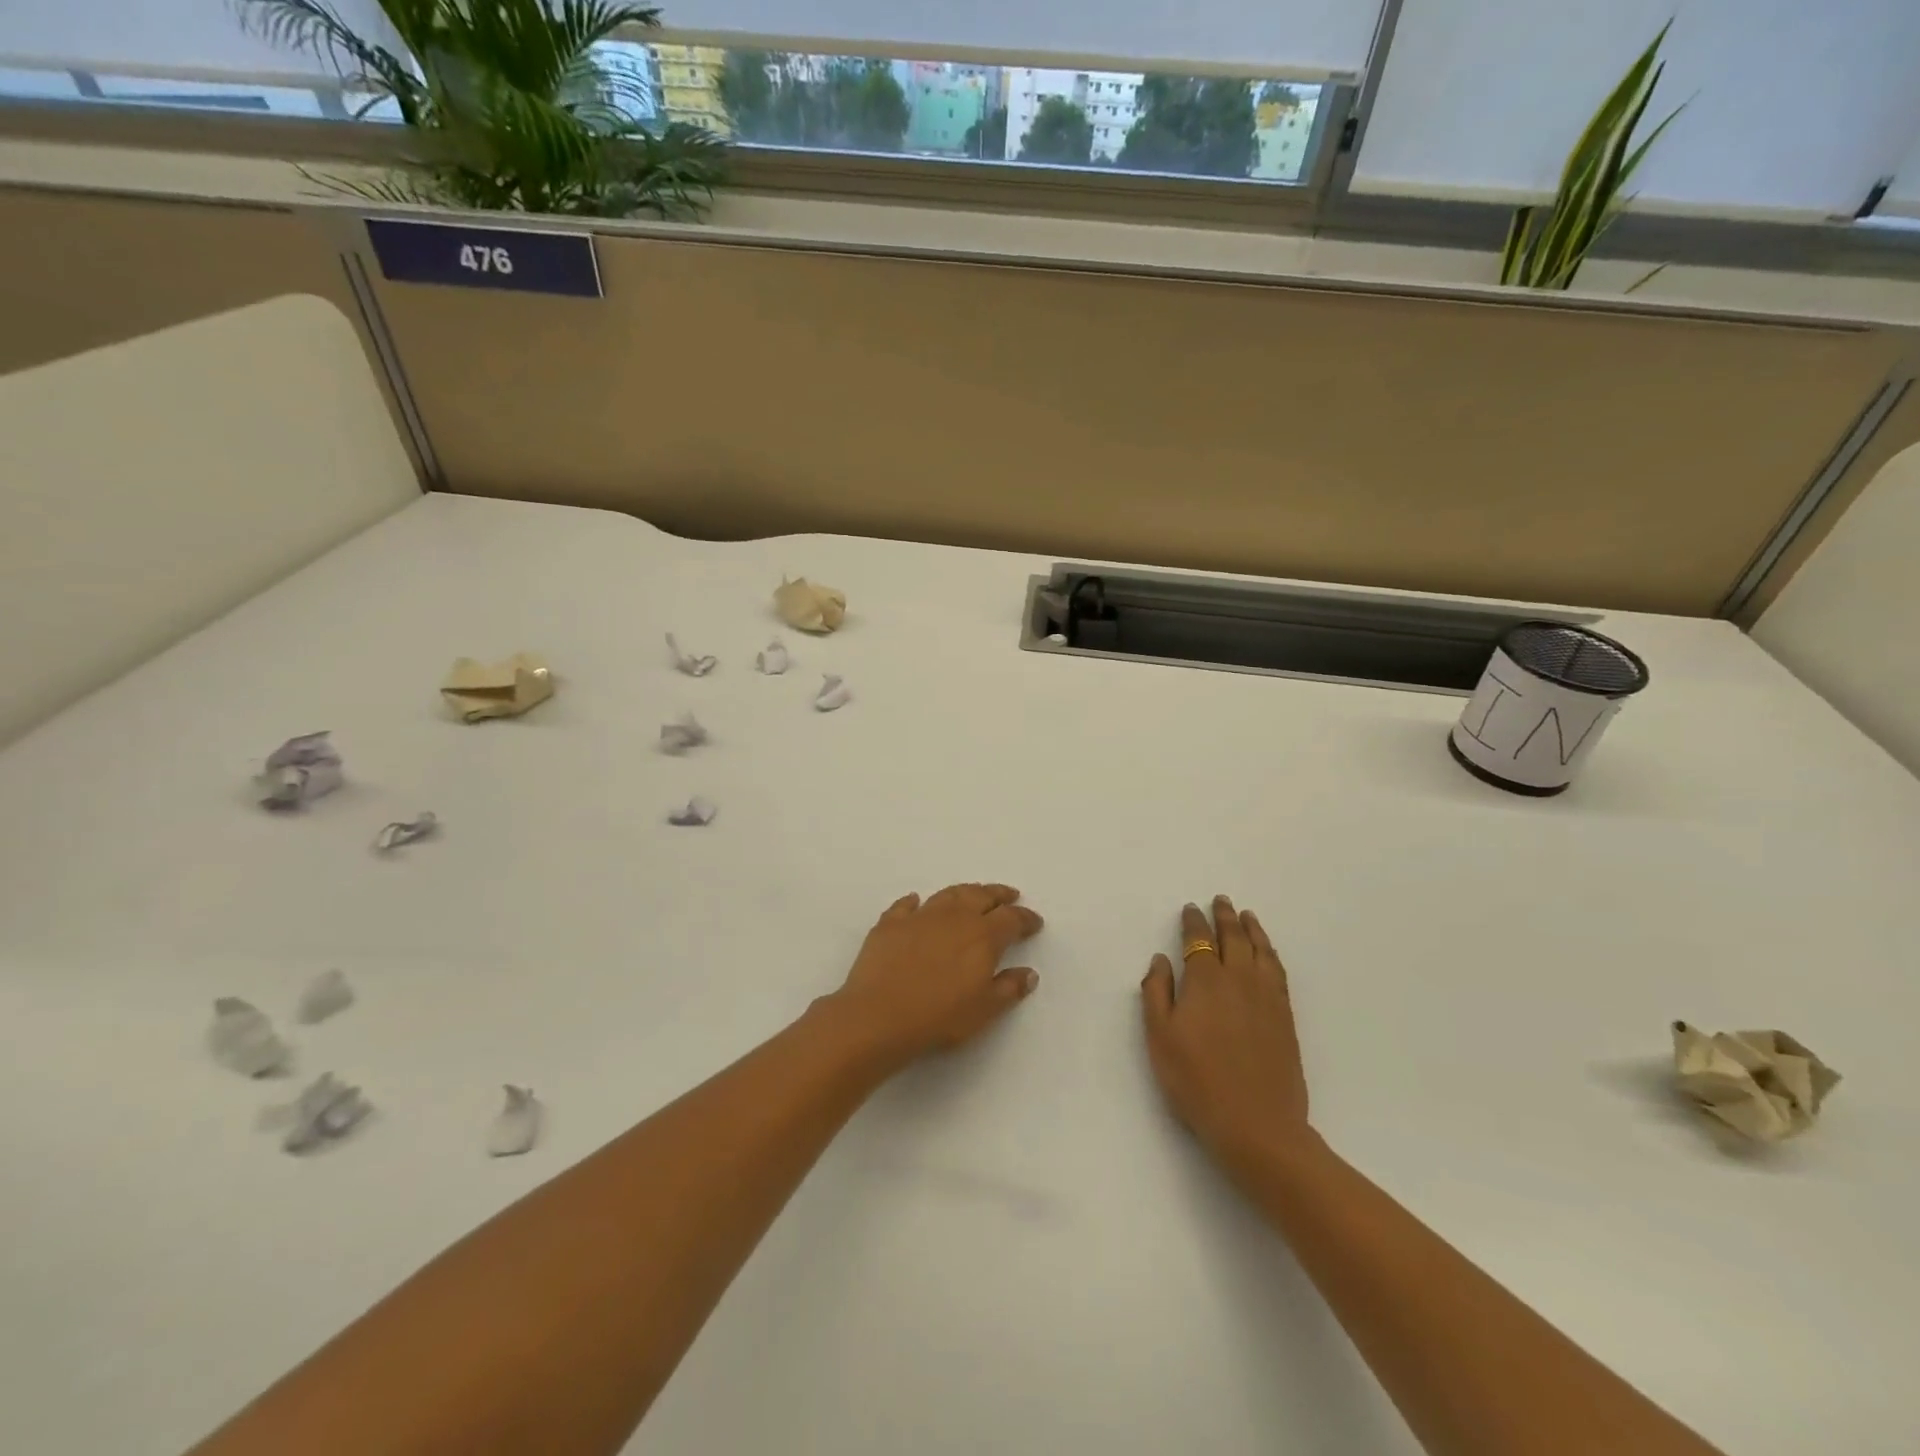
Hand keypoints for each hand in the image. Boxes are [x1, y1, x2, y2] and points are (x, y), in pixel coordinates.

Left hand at [825, 883, 1042, 1068]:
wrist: (878, 1015)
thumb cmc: (939, 1017)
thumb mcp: (984, 1010)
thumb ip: (1009, 988)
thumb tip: (1028, 973)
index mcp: (982, 936)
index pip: (1011, 919)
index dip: (1025, 918)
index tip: (1034, 922)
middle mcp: (954, 917)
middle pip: (981, 896)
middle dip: (999, 895)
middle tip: (1009, 895)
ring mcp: (919, 916)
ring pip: (948, 894)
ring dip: (964, 892)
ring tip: (973, 894)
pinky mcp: (890, 923)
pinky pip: (906, 905)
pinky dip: (915, 902)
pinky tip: (916, 902)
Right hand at [1142, 897, 1311, 1166]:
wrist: (1257, 1125)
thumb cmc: (1196, 1081)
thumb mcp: (1160, 1038)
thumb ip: (1157, 993)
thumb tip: (1161, 959)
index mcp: (1205, 981)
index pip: (1198, 941)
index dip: (1193, 923)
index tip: (1191, 909)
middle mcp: (1239, 980)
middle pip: (1233, 938)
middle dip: (1224, 917)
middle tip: (1220, 901)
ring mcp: (1267, 998)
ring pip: (1261, 951)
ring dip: (1252, 930)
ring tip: (1247, 916)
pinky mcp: (1285, 1017)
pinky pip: (1278, 972)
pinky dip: (1271, 953)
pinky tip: (1268, 953)